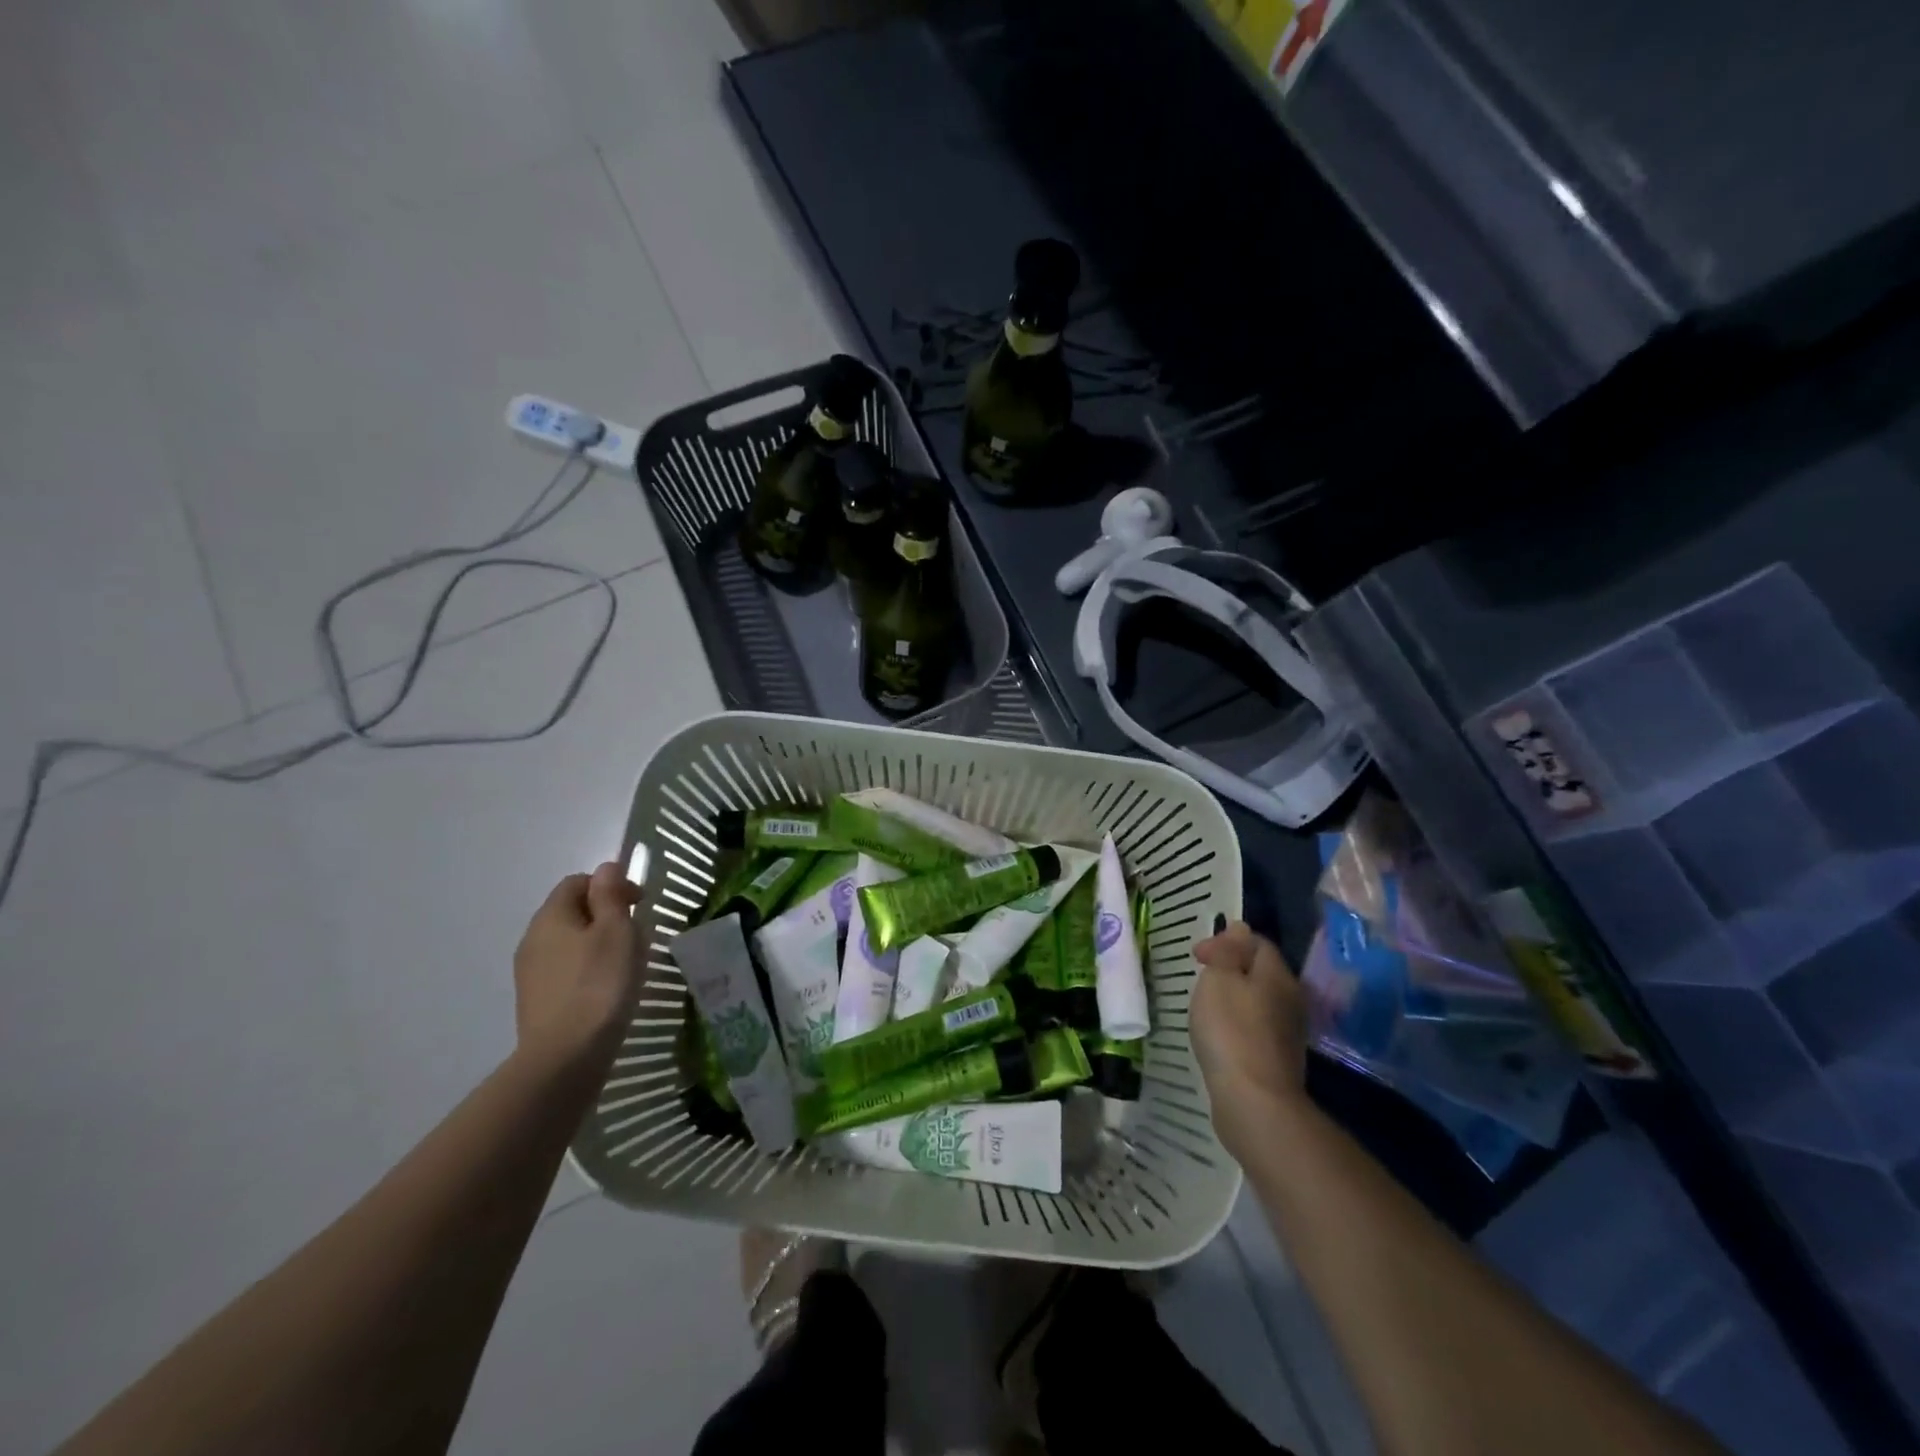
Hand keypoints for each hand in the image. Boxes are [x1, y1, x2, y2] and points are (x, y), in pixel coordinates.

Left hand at [512, 863, 641, 1074]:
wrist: (565, 1057)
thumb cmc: (600, 984)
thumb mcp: (616, 931)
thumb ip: (610, 894)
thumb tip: (606, 867)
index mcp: (551, 916)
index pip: (578, 882)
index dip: (611, 885)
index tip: (640, 904)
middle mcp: (533, 939)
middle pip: (571, 912)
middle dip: (605, 915)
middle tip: (637, 936)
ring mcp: (531, 973)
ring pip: (569, 943)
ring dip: (598, 944)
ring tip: (626, 965)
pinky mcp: (537, 1001)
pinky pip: (566, 971)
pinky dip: (588, 970)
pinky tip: (607, 990)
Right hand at [1191, 922, 1309, 1151]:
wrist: (1254, 1101)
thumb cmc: (1231, 1030)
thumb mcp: (1220, 978)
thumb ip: (1228, 951)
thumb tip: (1239, 928)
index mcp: (1277, 975)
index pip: (1257, 942)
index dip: (1226, 940)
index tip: (1197, 956)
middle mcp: (1291, 998)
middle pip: (1261, 971)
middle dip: (1231, 968)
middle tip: (1201, 977)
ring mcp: (1289, 1031)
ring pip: (1260, 1000)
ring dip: (1235, 997)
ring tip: (1207, 1006)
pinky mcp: (1279, 1058)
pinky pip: (1257, 1027)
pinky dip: (1239, 1023)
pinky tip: (1221, 1036)